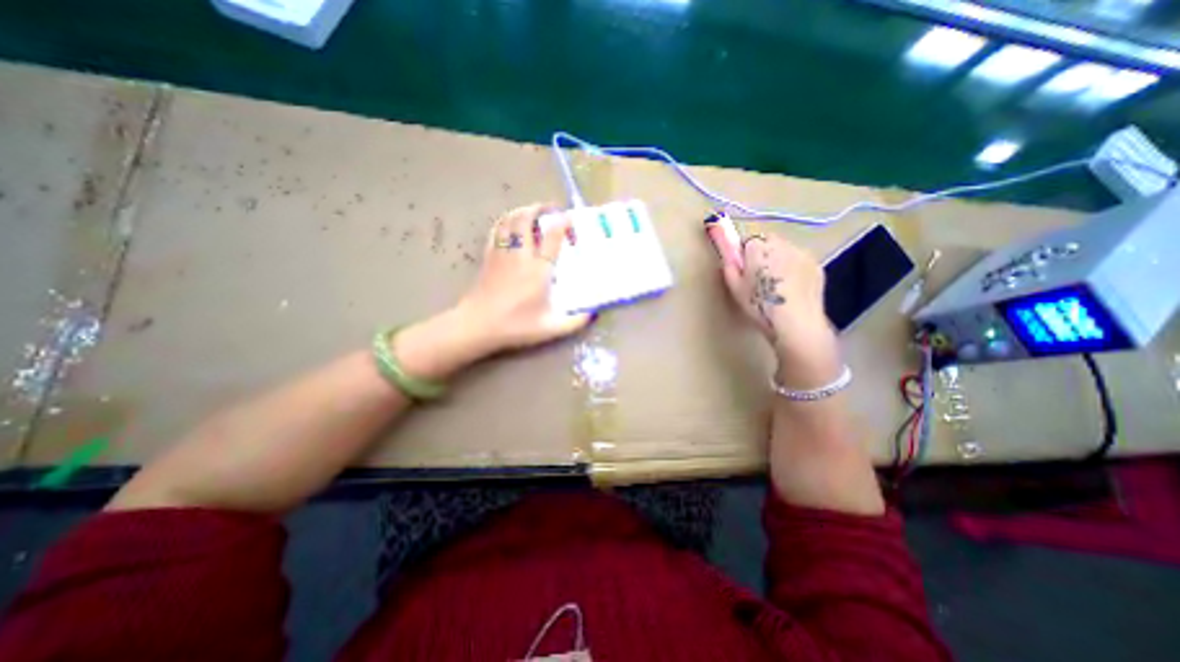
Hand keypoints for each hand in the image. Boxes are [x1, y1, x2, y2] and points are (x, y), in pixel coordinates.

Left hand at [457, 203, 595, 350]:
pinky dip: (505, 221)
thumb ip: (574, 322)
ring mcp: (502, 254)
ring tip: (533, 211)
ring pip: (509, 221)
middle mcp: (521, 256)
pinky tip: (510, 223)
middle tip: (551, 208)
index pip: (552, 237)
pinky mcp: (489, 257)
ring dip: (522, 211)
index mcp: (539, 270)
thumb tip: (592, 314)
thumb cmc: (515, 326)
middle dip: (540, 208)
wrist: (477, 326)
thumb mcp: (550, 328)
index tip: (570, 218)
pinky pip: (496, 230)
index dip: (562, 223)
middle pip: (526, 219)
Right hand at [715, 234, 843, 388]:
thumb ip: (729, 269)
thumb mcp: (735, 290)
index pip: (747, 240)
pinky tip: (792, 289)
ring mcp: (802, 253)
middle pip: (768, 241)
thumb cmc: (760, 305)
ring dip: (780, 260)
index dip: (744, 254)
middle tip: (760, 277)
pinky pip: (800, 261)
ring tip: (777, 285)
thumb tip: (729, 259)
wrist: (796, 322)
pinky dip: (794, 269)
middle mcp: (781, 243)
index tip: (744, 269)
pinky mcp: (817, 265)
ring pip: (785, 250)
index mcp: (758, 247)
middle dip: (763, 253)